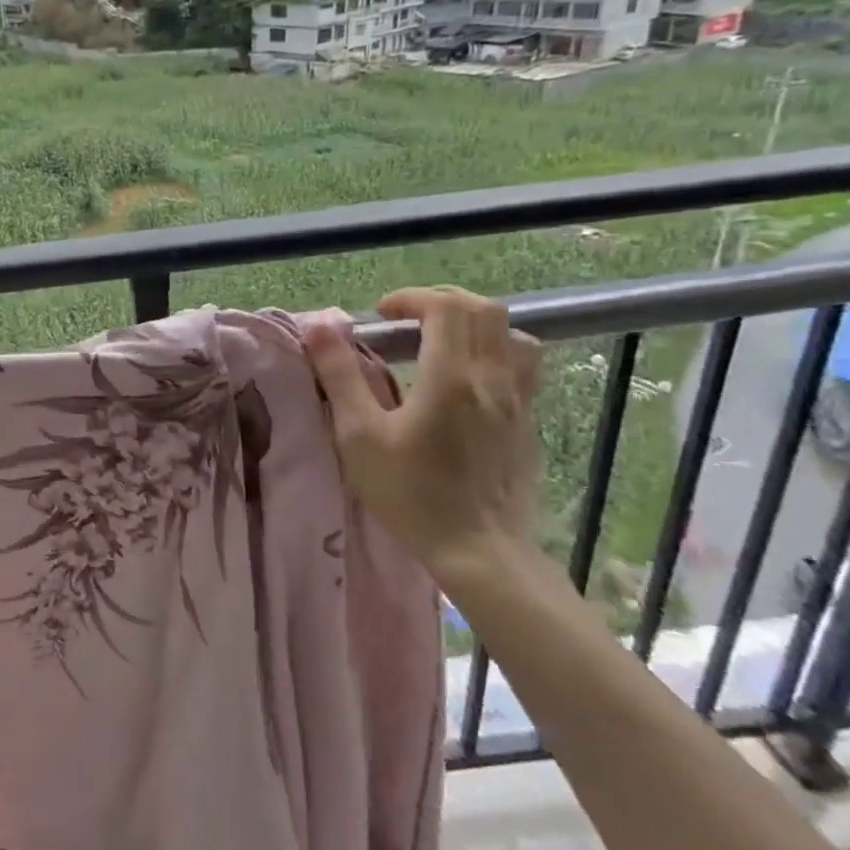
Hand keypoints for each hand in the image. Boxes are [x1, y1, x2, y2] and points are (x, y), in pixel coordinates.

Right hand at [304, 287, 542, 580]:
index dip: (413, 298)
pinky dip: (495, 353)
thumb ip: (340, 376)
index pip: (447, 307)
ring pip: (514, 335)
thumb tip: (320, 329)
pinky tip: (467, 381)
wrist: (478, 551)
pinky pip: (524, 367)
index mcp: (451, 377)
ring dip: (476, 325)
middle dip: (443, 303)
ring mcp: (519, 402)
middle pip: (485, 310)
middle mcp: (493, 379)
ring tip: (443, 343)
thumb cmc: (410, 493)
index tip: (382, 314)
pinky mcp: (528, 424)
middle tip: (407, 321)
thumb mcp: (359, 436)